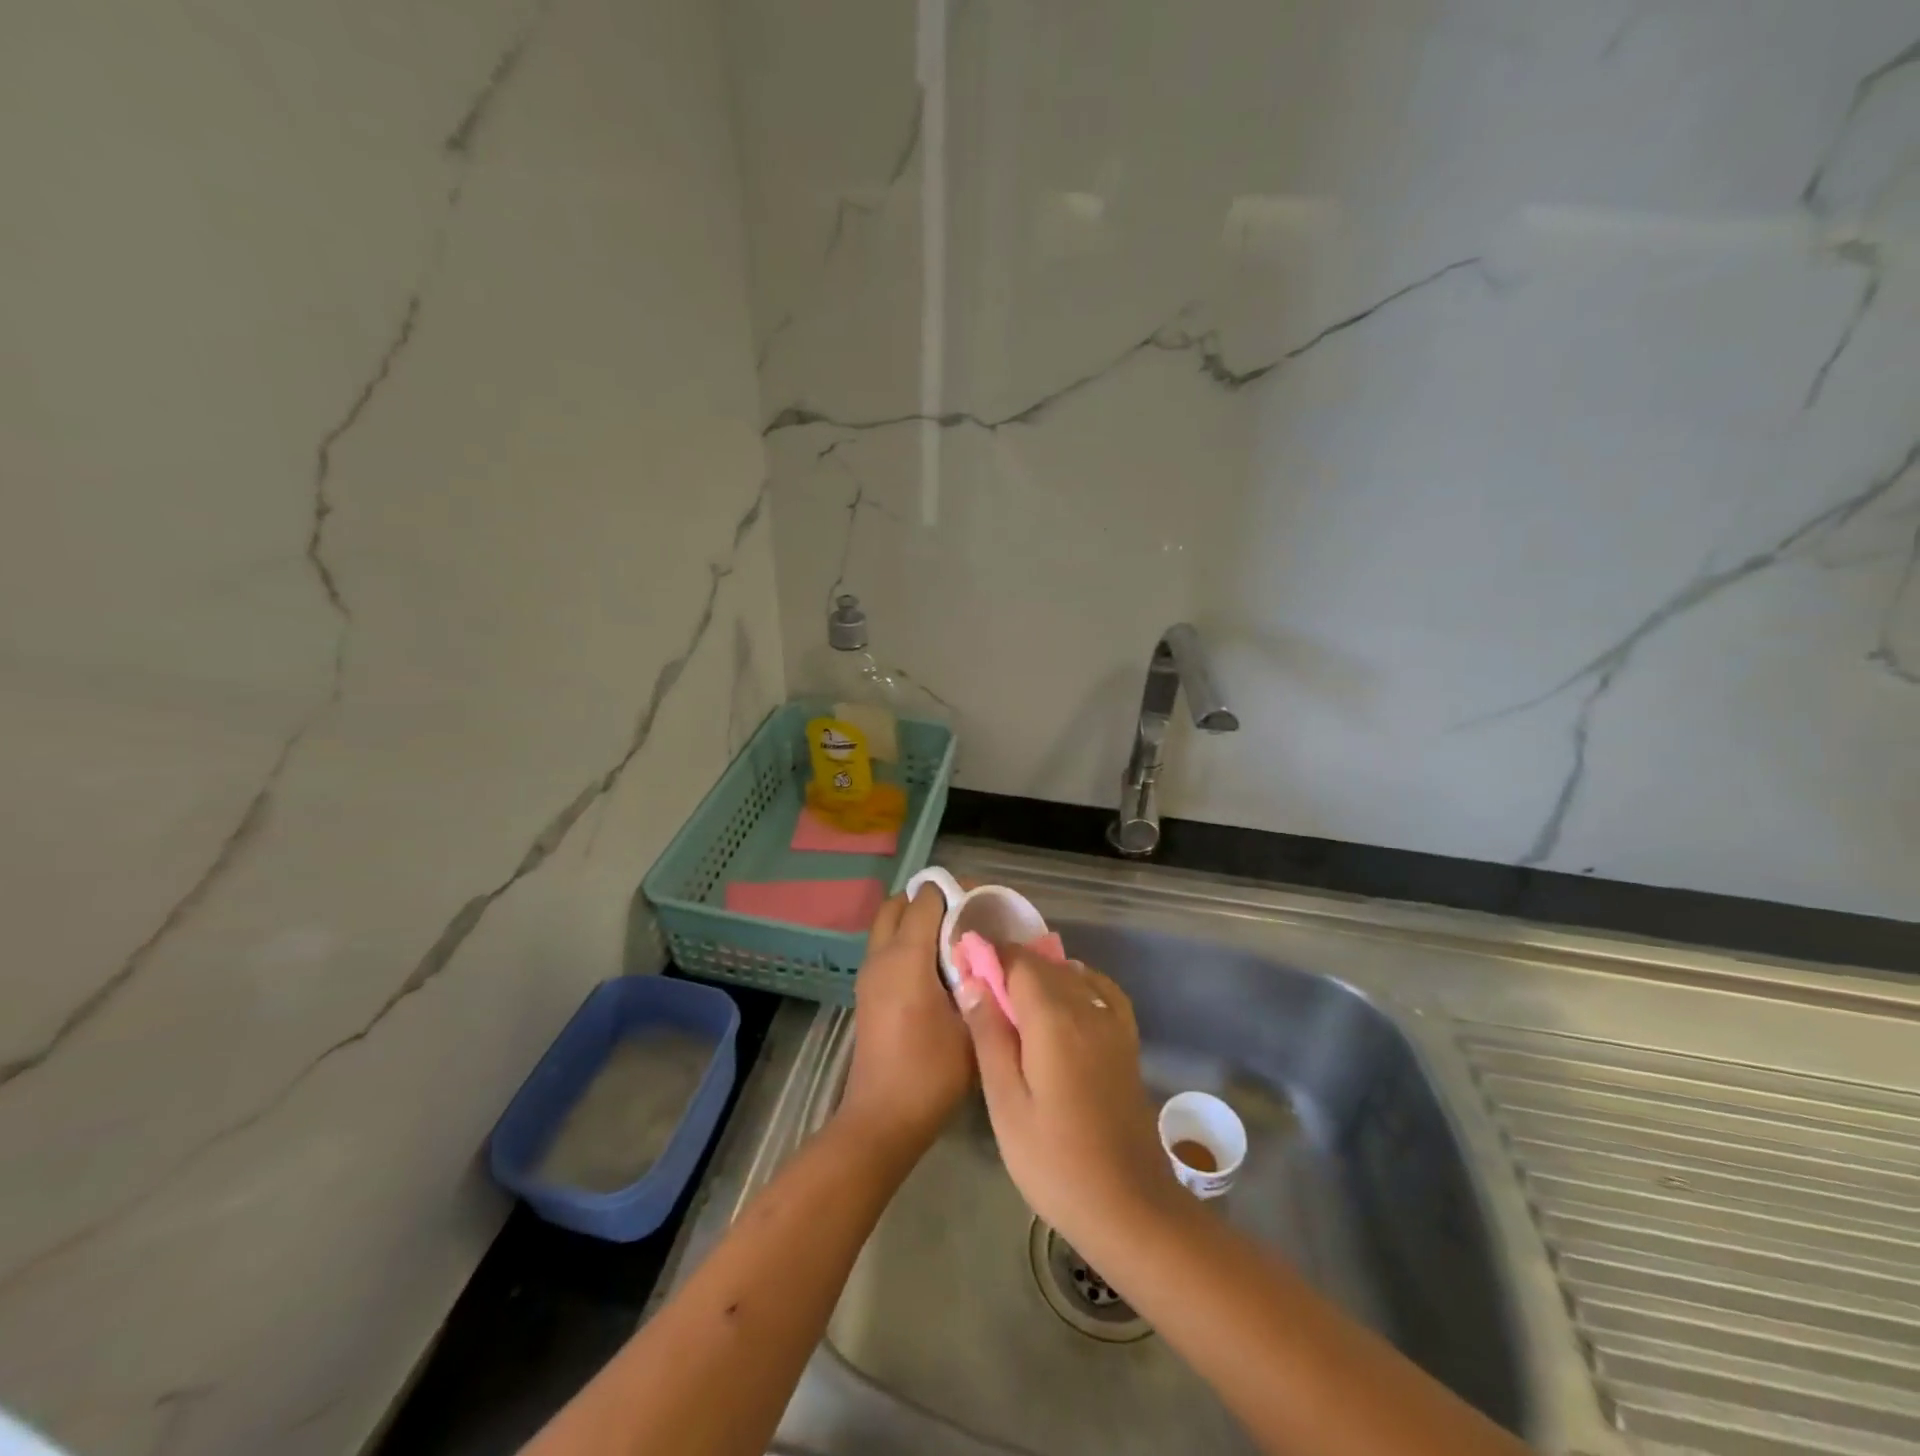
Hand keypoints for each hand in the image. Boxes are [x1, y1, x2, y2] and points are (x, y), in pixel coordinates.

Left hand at [836, 885, 973, 1157]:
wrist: (882, 1118)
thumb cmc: (931, 1072)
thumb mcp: (971, 1026)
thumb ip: (983, 982)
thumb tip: (996, 953)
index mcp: (906, 957)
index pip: (925, 900)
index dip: (953, 891)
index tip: (982, 900)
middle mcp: (881, 956)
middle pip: (899, 904)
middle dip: (930, 899)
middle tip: (965, 914)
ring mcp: (869, 974)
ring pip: (888, 925)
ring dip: (915, 919)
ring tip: (954, 938)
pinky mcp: (867, 992)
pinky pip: (885, 947)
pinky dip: (906, 939)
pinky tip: (936, 966)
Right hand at [956, 948, 1184, 1254]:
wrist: (1128, 1205)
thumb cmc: (1054, 1161)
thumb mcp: (1006, 1104)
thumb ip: (989, 1036)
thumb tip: (972, 981)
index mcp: (1053, 1018)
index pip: (1018, 962)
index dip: (989, 954)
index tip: (963, 961)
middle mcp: (1086, 1007)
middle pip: (1044, 964)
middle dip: (1010, 962)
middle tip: (977, 982)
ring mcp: (1112, 1023)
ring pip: (1071, 974)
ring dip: (1039, 972)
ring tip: (1010, 995)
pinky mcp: (1126, 1040)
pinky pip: (1100, 990)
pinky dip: (1076, 981)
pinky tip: (1063, 998)